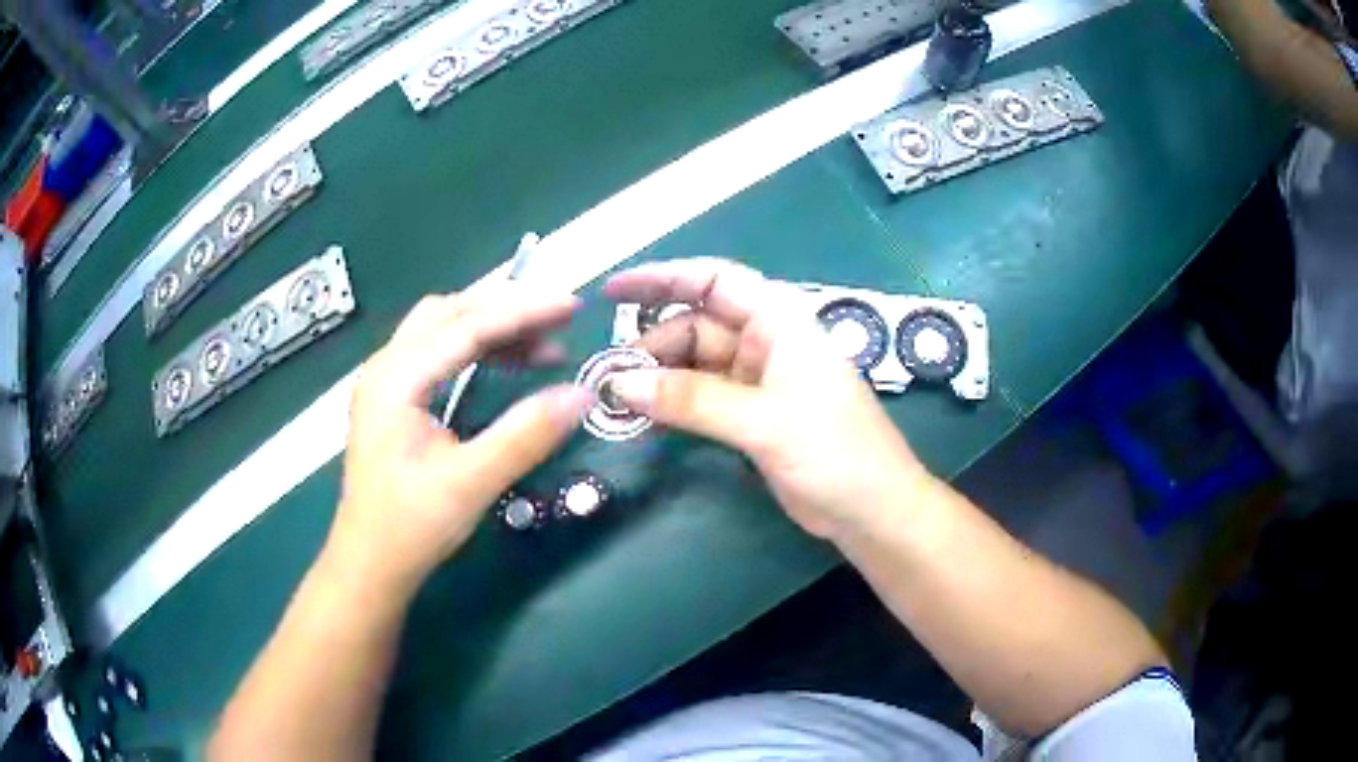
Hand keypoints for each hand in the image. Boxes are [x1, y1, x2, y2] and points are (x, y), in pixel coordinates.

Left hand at [332, 285, 590, 593]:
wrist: (369, 563)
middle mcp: (386, 366)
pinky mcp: (393, 397)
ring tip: (541, 344)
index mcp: (396, 379)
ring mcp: (386, 380)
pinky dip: (475, 347)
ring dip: (491, 326)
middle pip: (451, 313)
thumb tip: (582, 395)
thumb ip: (525, 435)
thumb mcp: (472, 482)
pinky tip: (504, 363)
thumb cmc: (411, 526)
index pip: (466, 326)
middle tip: (559, 322)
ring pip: (442, 327)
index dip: (523, 312)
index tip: (572, 306)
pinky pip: (437, 350)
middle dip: (507, 310)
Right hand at [603, 258, 932, 539]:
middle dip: (651, 345)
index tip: (611, 292)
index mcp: (780, 321)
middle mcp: (766, 341)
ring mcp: (758, 380)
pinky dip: (673, 404)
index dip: (661, 278)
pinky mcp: (752, 415)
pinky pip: (701, 398)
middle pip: (696, 325)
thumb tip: (618, 385)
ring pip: (694, 365)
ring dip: (657, 379)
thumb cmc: (834, 452)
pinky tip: (643, 417)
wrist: (873, 511)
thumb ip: (691, 400)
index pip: (713, 280)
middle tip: (606, 377)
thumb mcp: (762, 421)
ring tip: (616, 401)